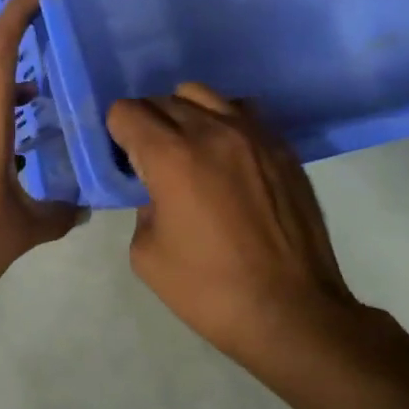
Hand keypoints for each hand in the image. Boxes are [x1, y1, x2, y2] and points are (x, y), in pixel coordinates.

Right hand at [106, 83, 361, 369]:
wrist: (291, 312)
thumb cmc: (208, 289)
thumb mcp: (147, 253)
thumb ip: (143, 207)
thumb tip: (159, 191)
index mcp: (171, 157)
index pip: (127, 111)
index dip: (116, 132)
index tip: (122, 158)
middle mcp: (212, 132)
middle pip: (163, 99)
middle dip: (147, 123)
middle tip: (150, 160)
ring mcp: (254, 135)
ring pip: (204, 95)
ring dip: (185, 115)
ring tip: (189, 150)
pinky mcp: (283, 148)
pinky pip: (243, 112)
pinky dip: (223, 123)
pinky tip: (226, 158)